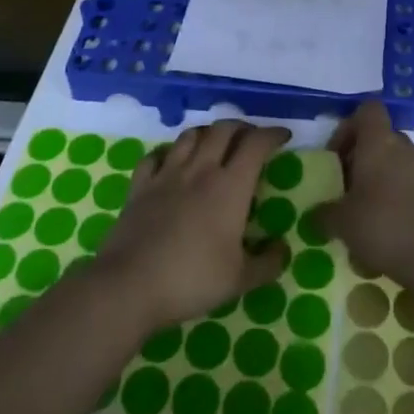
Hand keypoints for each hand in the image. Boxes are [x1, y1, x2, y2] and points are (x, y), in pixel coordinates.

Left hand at [91, 120, 290, 333]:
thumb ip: (268, 263)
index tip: (283, 136)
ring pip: (190, 135)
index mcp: (230, 187)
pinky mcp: (140, 186)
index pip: (256, 144)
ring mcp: (167, 174)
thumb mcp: (240, 280)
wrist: (129, 286)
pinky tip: (171, 162)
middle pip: (223, 129)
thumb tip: (284, 249)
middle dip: (241, 127)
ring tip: (215, 143)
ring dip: (208, 133)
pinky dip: (168, 152)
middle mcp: (200, 170)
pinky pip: (155, 155)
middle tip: (251, 138)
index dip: (272, 134)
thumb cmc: (191, 279)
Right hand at [315, 102, 413, 284]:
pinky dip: (411, 199)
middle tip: (352, 190)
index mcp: (379, 143)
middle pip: (384, 139)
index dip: (350, 127)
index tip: (339, 157)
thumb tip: (317, 215)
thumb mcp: (342, 223)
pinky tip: (403, 228)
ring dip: (389, 179)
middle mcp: (407, 148)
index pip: (368, 110)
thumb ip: (325, 214)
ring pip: (404, 163)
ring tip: (376, 214)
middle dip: (367, 159)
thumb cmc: (383, 227)